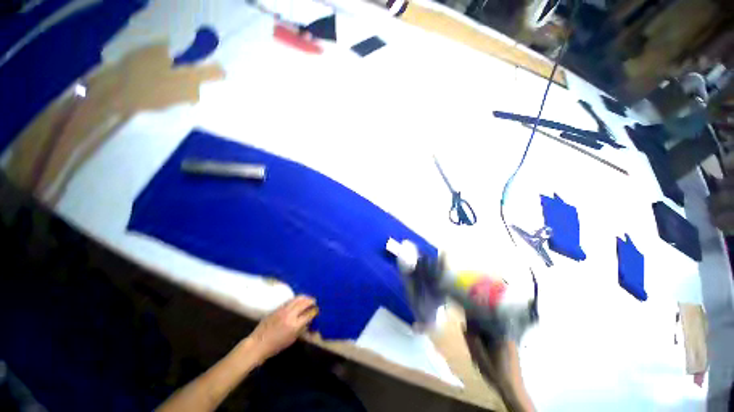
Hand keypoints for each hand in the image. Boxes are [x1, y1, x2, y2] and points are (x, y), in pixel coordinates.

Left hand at [248, 295, 317, 360]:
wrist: (258, 344)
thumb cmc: (276, 346)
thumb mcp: (292, 339)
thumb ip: (302, 328)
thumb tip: (309, 320)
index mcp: (295, 325)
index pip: (309, 313)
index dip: (315, 311)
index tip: (317, 310)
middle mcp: (290, 314)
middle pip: (304, 302)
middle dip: (311, 301)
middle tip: (314, 302)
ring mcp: (283, 309)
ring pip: (297, 298)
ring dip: (305, 297)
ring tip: (308, 299)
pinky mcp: (278, 308)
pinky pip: (290, 300)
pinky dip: (296, 299)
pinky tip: (298, 301)